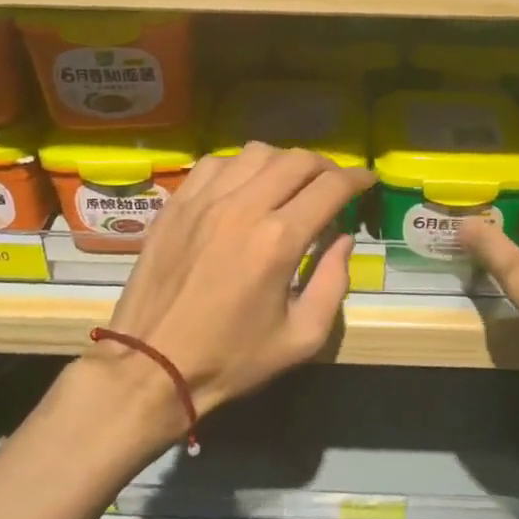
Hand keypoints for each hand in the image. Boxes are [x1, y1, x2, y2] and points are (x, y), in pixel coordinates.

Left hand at [89, 144, 373, 440]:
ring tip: (291, 183)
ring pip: (256, 153)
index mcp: (278, 241)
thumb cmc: (230, 359)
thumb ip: (333, 283)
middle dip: (326, 166)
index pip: (330, 188)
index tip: (368, 182)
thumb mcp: (301, 338)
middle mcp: (243, 208)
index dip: (357, 180)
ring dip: (284, 162)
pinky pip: (215, 163)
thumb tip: (343, 240)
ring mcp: (204, 201)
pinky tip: (244, 186)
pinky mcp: (176, 204)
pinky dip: (240, 165)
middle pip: (296, 160)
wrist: (151, 365)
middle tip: (334, 184)